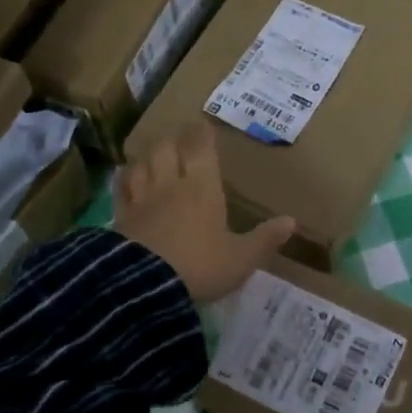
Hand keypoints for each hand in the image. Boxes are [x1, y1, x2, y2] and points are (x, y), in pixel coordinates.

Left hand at [114, 123, 295, 301]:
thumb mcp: (241, 258)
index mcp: (202, 188)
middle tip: (178, 139)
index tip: (202, 126)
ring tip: (153, 155)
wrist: (144, 286)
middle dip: (173, 140)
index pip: (200, 149)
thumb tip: (291, 221)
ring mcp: (141, 199)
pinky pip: (121, 188)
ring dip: (148, 156)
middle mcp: (170, 185)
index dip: (201, 134)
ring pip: (141, 164)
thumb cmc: (200, 266)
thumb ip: (264, 239)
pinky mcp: (120, 217)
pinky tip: (125, 177)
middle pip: (166, 149)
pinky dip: (125, 178)